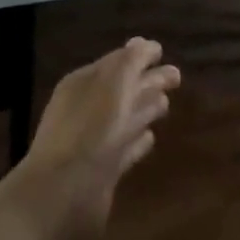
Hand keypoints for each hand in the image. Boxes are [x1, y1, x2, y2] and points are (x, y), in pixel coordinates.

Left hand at [22, 38, 181, 237]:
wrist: (61, 195)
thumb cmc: (89, 131)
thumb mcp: (112, 84)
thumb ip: (130, 62)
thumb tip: (145, 43)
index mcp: (84, 84)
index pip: (116, 62)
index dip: (139, 55)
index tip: (163, 52)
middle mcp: (88, 109)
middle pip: (124, 89)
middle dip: (149, 81)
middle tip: (177, 78)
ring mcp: (95, 141)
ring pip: (125, 118)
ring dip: (145, 110)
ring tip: (166, 105)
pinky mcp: (103, 171)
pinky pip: (125, 149)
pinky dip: (138, 142)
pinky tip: (150, 140)